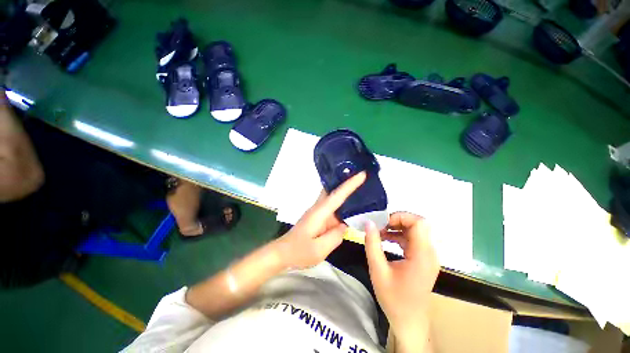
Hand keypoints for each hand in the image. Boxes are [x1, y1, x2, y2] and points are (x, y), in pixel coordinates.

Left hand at [273, 172, 366, 269]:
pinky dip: (342, 205)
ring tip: (362, 189)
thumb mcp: (319, 249)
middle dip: (346, 181)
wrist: (282, 253)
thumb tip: (344, 226)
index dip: (350, 184)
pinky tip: (351, 209)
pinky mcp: (318, 218)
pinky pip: (332, 208)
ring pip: (333, 198)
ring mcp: (317, 212)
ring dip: (344, 192)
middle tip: (362, 176)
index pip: (337, 195)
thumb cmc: (299, 251)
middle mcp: (319, 208)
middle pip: (333, 190)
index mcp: (320, 212)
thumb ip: (335, 236)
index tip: (362, 174)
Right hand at [364, 212, 438, 350]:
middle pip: (417, 224)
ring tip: (379, 233)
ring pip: (415, 231)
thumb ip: (372, 244)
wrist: (409, 322)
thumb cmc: (394, 299)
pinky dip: (399, 236)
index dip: (401, 217)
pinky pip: (413, 240)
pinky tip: (385, 240)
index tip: (383, 222)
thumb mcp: (378, 271)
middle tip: (379, 226)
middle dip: (396, 221)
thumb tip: (369, 223)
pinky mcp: (423, 259)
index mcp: (422, 255)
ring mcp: (428, 256)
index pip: (419, 223)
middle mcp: (429, 253)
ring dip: (397, 228)